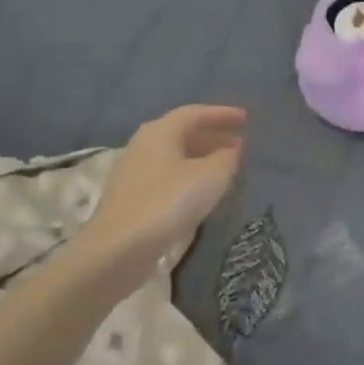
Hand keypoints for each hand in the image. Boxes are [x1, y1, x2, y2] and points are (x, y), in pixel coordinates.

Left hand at [79, 105, 244, 266]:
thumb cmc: (167, 203)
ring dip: (202, 158)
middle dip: (212, 137)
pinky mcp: (132, 199)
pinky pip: (168, 177)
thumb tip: (231, 151)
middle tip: (239, 144)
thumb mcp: (210, 177)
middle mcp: (143, 146)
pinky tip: (203, 192)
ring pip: (175, 157)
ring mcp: (134, 173)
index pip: (194, 113)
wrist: (118, 251)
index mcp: (159, 132)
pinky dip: (189, 177)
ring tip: (226, 168)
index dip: (221, 114)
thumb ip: (226, 158)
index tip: (245, 118)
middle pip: (182, 133)